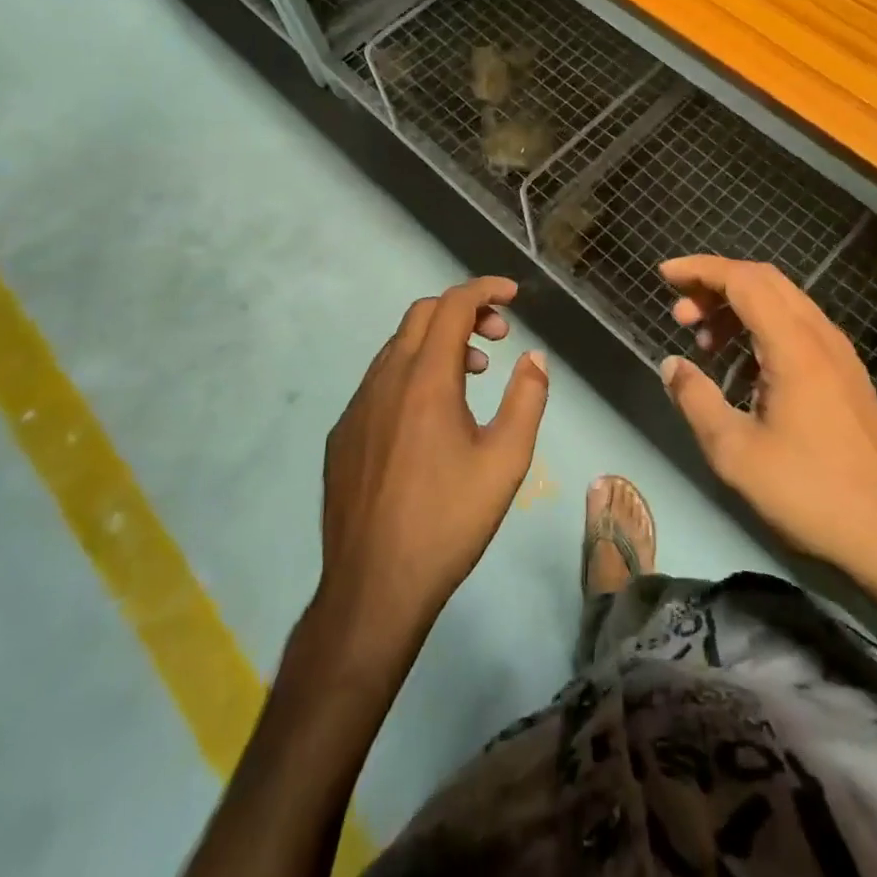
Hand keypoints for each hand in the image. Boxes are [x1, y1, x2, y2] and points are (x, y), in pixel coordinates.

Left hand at [317, 276, 549, 651]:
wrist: (373, 587)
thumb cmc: (449, 521)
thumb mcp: (506, 460)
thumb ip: (527, 398)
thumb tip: (534, 358)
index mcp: (426, 379)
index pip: (453, 305)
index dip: (485, 289)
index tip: (512, 295)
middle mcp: (385, 379)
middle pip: (421, 315)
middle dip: (463, 311)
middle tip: (498, 337)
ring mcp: (357, 406)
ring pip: (398, 347)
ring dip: (438, 343)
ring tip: (472, 376)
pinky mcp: (343, 434)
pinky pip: (380, 381)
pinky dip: (412, 373)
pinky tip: (430, 418)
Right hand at [659, 255, 876, 583]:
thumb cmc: (807, 492)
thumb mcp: (735, 452)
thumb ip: (696, 399)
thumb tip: (672, 365)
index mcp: (795, 347)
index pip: (743, 281)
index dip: (700, 270)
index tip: (664, 274)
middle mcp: (821, 336)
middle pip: (764, 280)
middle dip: (715, 284)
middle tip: (679, 314)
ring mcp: (839, 353)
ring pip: (783, 302)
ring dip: (738, 307)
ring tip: (703, 343)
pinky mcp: (846, 373)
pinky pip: (797, 327)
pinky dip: (761, 328)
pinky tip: (741, 367)